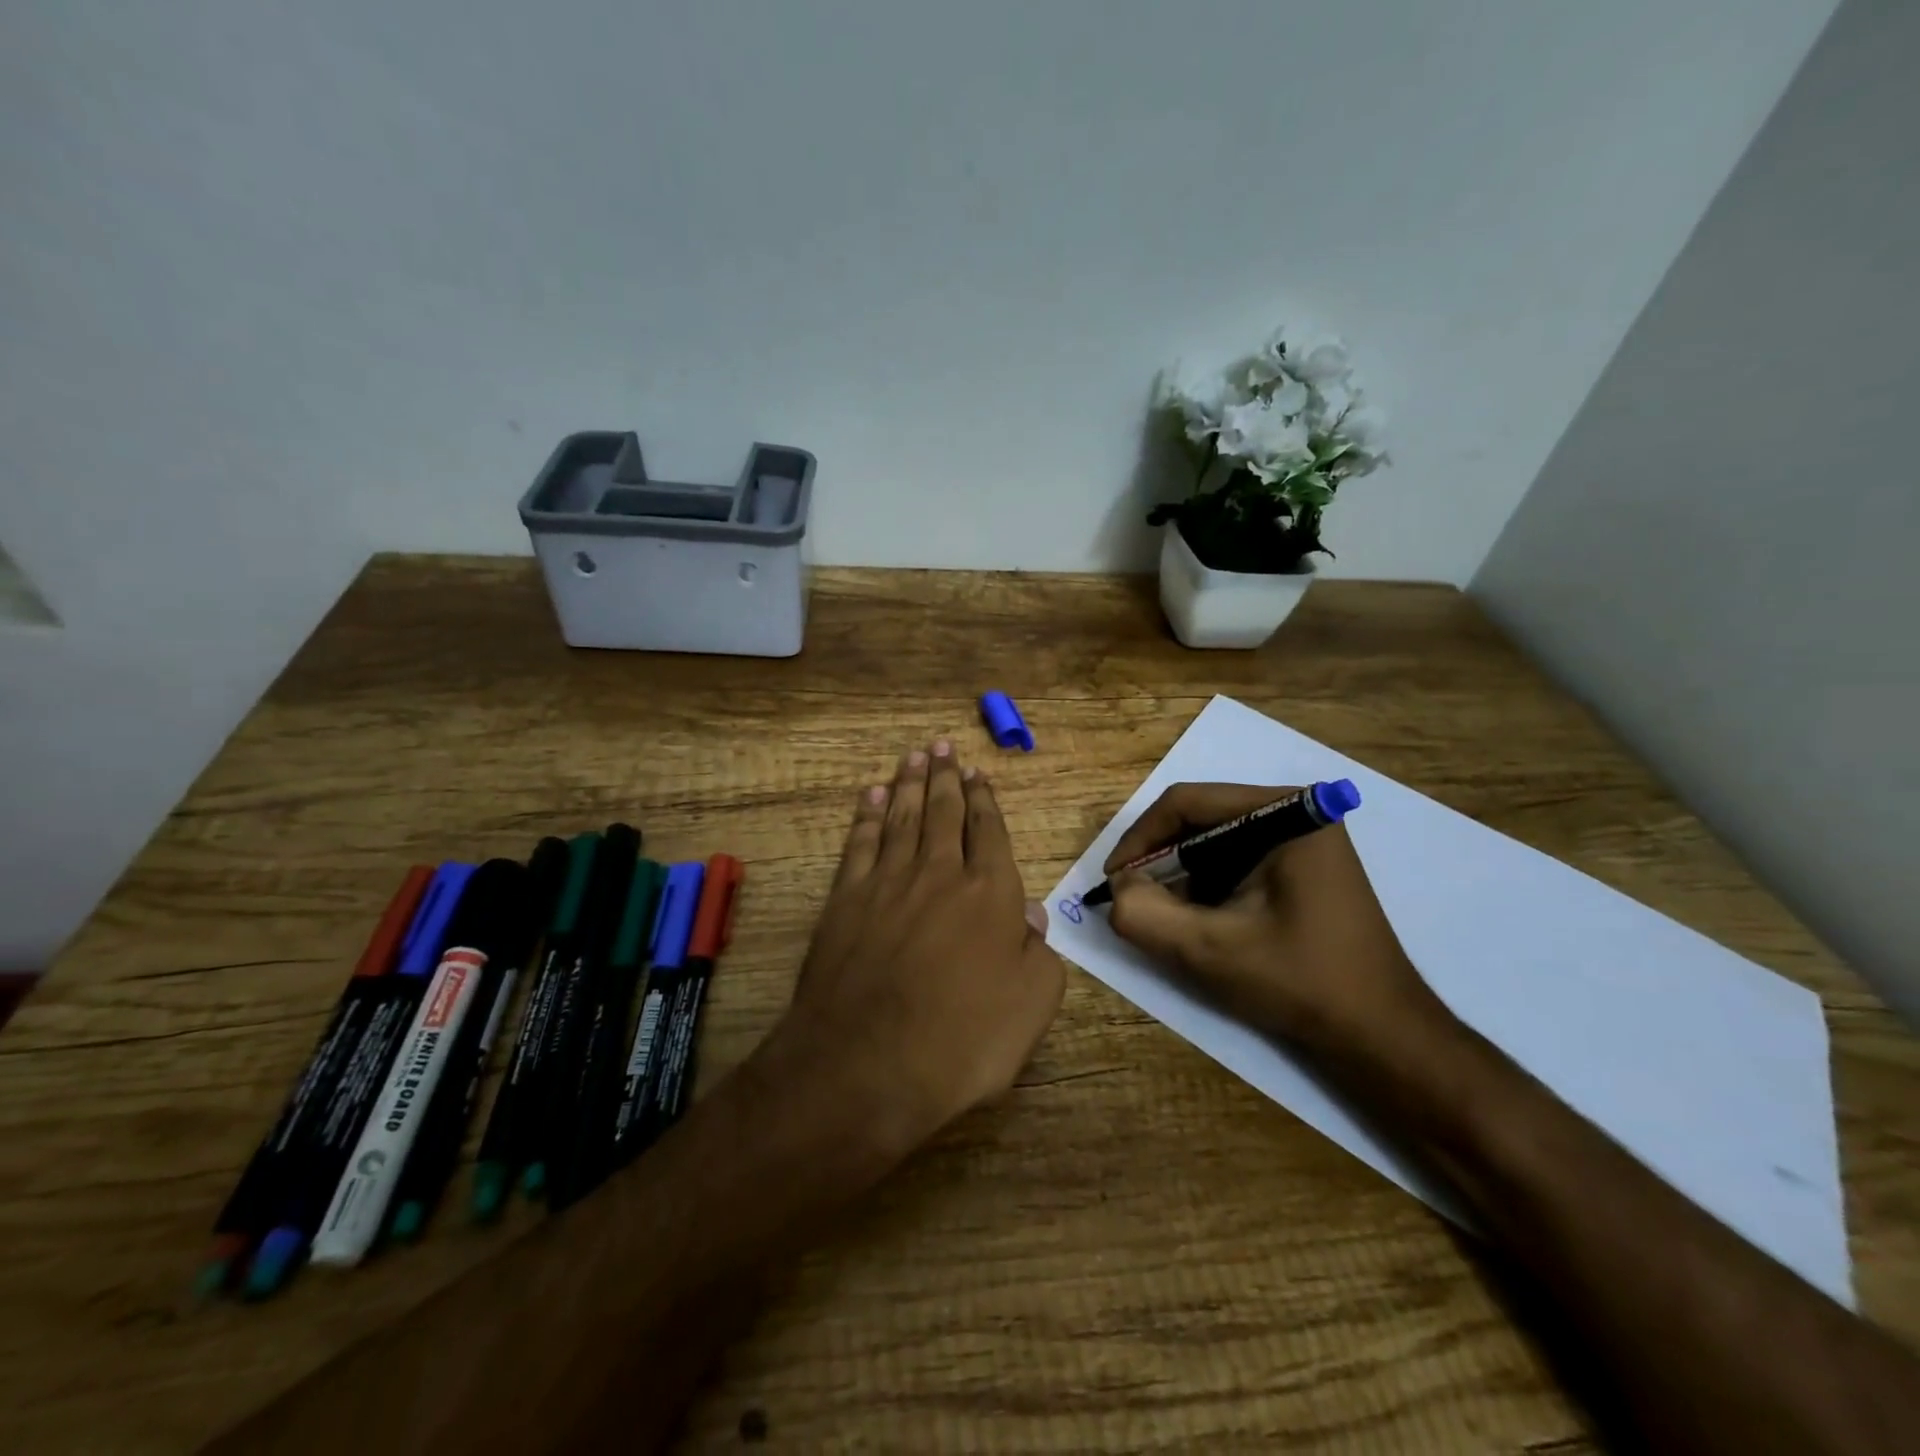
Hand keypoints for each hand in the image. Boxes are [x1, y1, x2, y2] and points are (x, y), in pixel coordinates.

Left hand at [765, 739, 1065, 1162]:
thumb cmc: (962, 1041)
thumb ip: (1039, 953)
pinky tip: (870, 797)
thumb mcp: (1031, 1005)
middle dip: (945, 777)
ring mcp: (887, 883)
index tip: (979, 773)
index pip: (989, 832)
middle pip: (943, 813)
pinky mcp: (845, 900)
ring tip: (913, 756)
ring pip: (901, 818)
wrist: (867, 1065)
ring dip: (908, 784)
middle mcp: (939, 874)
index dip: (985, 800)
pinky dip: (866, 816)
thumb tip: (1032, 915)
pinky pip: (860, 844)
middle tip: (943, 746)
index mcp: (990, 894)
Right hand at [1104, 783, 1449, 1064]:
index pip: (1187, 802)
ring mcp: (1303, 838)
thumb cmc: (1301, 983)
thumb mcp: (1209, 950)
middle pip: (1200, 818)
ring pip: (1214, 841)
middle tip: (1133, 901)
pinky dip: (1207, 887)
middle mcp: (1296, 811)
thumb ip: (1145, 914)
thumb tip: (1118, 888)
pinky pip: (1235, 860)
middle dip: (1160, 860)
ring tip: (1166, 918)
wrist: (1380, 1035)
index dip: (1139, 838)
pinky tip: (1201, 923)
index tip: (1113, 881)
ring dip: (1181, 877)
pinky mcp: (1302, 865)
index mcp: (1286, 812)